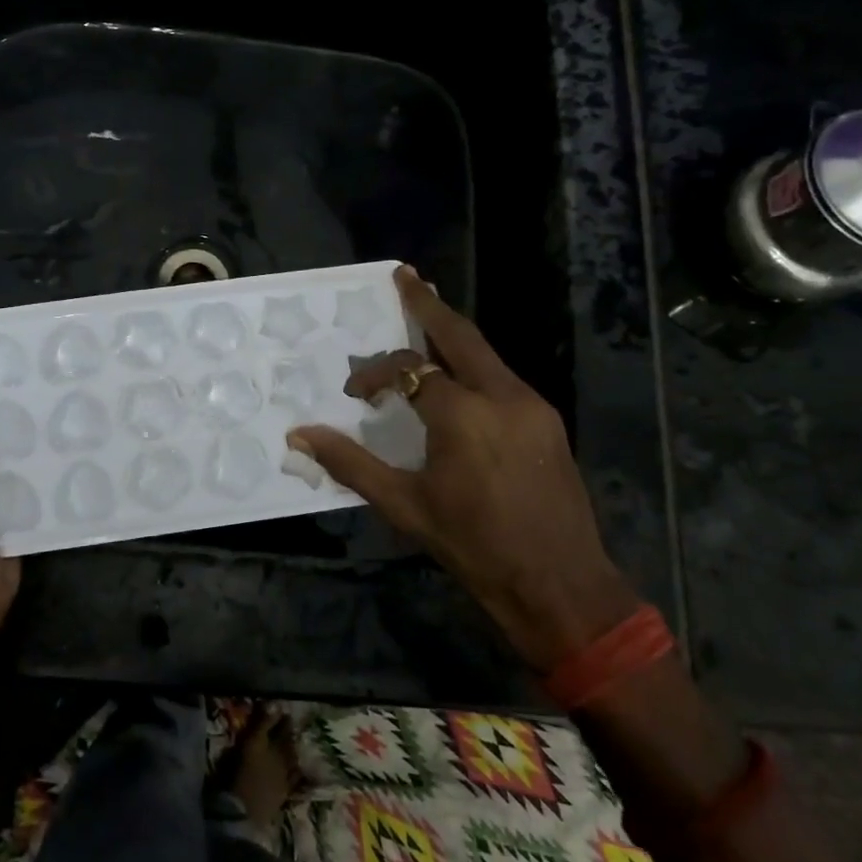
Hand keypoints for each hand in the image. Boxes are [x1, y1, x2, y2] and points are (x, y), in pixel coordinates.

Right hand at [288, 267, 638, 670]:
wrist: (561, 586)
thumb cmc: (475, 547)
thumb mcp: (406, 507)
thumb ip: (351, 464)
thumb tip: (300, 435)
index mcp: (463, 414)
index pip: (409, 370)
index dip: (376, 375)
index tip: (356, 395)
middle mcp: (502, 395)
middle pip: (460, 334)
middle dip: (429, 303)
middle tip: (405, 276)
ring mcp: (532, 406)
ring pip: (486, 354)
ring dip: (453, 336)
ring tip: (428, 318)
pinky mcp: (547, 421)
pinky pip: (502, 378)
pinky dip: (474, 366)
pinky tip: (459, 379)